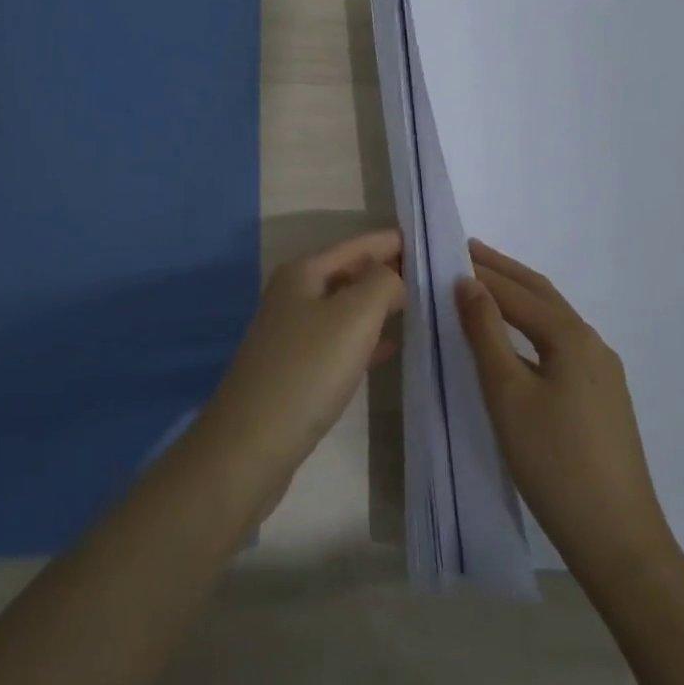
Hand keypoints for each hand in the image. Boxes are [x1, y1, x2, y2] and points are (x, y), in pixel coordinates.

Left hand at [196, 230, 403, 503]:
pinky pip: (339, 340)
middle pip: (348, 273)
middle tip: (432, 276)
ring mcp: (292, 332)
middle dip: (386, 272)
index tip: (427, 240)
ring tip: (419, 307)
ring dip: (378, 305)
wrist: (251, 443)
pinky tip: (390, 348)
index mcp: (302, 273)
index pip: (355, 245)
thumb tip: (395, 277)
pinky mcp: (296, 368)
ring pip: (345, 307)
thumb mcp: (353, 317)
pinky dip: (366, 338)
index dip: (389, 241)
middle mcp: (293, 295)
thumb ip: (382, 284)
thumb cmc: (306, 371)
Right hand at [457, 239, 677, 590]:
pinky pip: (561, 342)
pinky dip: (532, 324)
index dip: (481, 272)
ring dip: (519, 296)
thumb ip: (485, 333)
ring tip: (484, 284)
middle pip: (542, 294)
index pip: (516, 292)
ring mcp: (604, 372)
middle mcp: (593, 344)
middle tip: (467, 250)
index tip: (448, 251)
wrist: (619, 540)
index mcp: (571, 337)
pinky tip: (517, 336)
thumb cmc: (554, 462)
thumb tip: (467, 283)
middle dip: (504, 271)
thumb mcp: (507, 393)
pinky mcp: (603, 397)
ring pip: (553, 318)